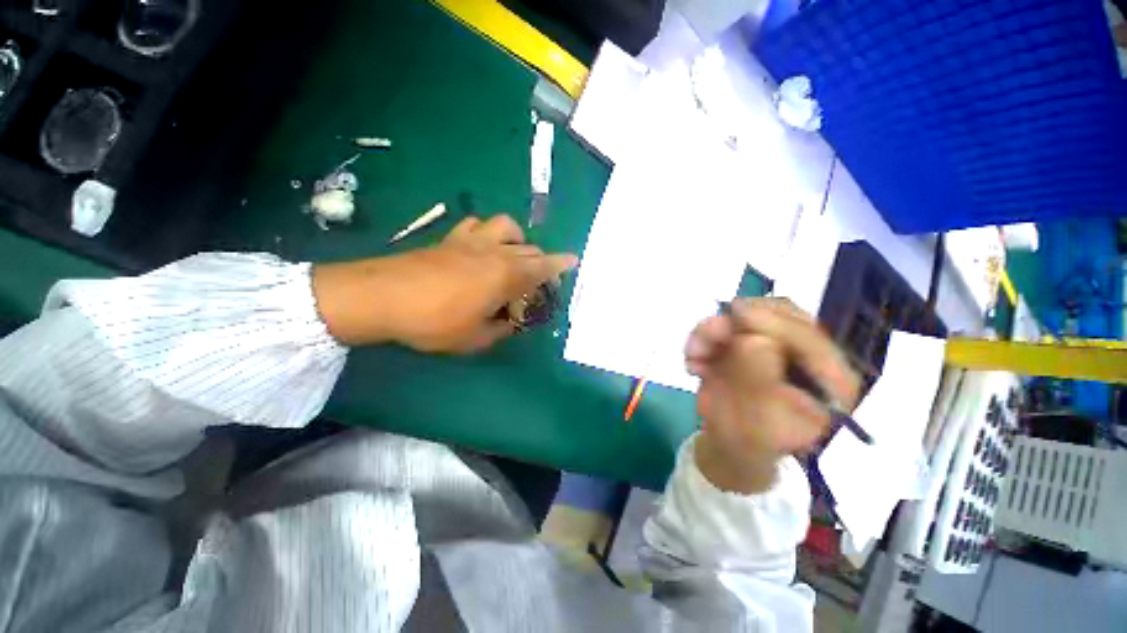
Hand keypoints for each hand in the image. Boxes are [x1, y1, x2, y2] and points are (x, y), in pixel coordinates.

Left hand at [313, 215, 576, 352]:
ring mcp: (471, 241)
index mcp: (505, 276)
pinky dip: (488, 232)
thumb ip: (500, 329)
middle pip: (529, 249)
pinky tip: (481, 248)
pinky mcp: (450, 238)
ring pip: (507, 226)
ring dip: (517, 240)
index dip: (560, 264)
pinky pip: (477, 224)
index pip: (542, 267)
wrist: (382, 297)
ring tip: (512, 257)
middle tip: (536, 281)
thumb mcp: (474, 338)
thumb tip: (510, 322)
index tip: (574, 260)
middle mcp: (494, 252)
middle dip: (540, 262)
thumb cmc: (434, 321)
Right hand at [684, 298, 859, 493]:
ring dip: (715, 330)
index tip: (737, 313)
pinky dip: (705, 337)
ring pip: (750, 314)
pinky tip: (695, 362)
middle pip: (781, 315)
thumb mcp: (755, 421)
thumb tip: (753, 339)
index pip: (809, 339)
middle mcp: (808, 354)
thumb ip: (757, 381)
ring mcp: (778, 343)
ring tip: (694, 355)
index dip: (774, 323)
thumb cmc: (749, 441)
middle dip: (739, 321)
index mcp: (831, 380)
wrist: (730, 441)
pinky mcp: (749, 339)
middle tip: (709, 331)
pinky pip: (726, 324)